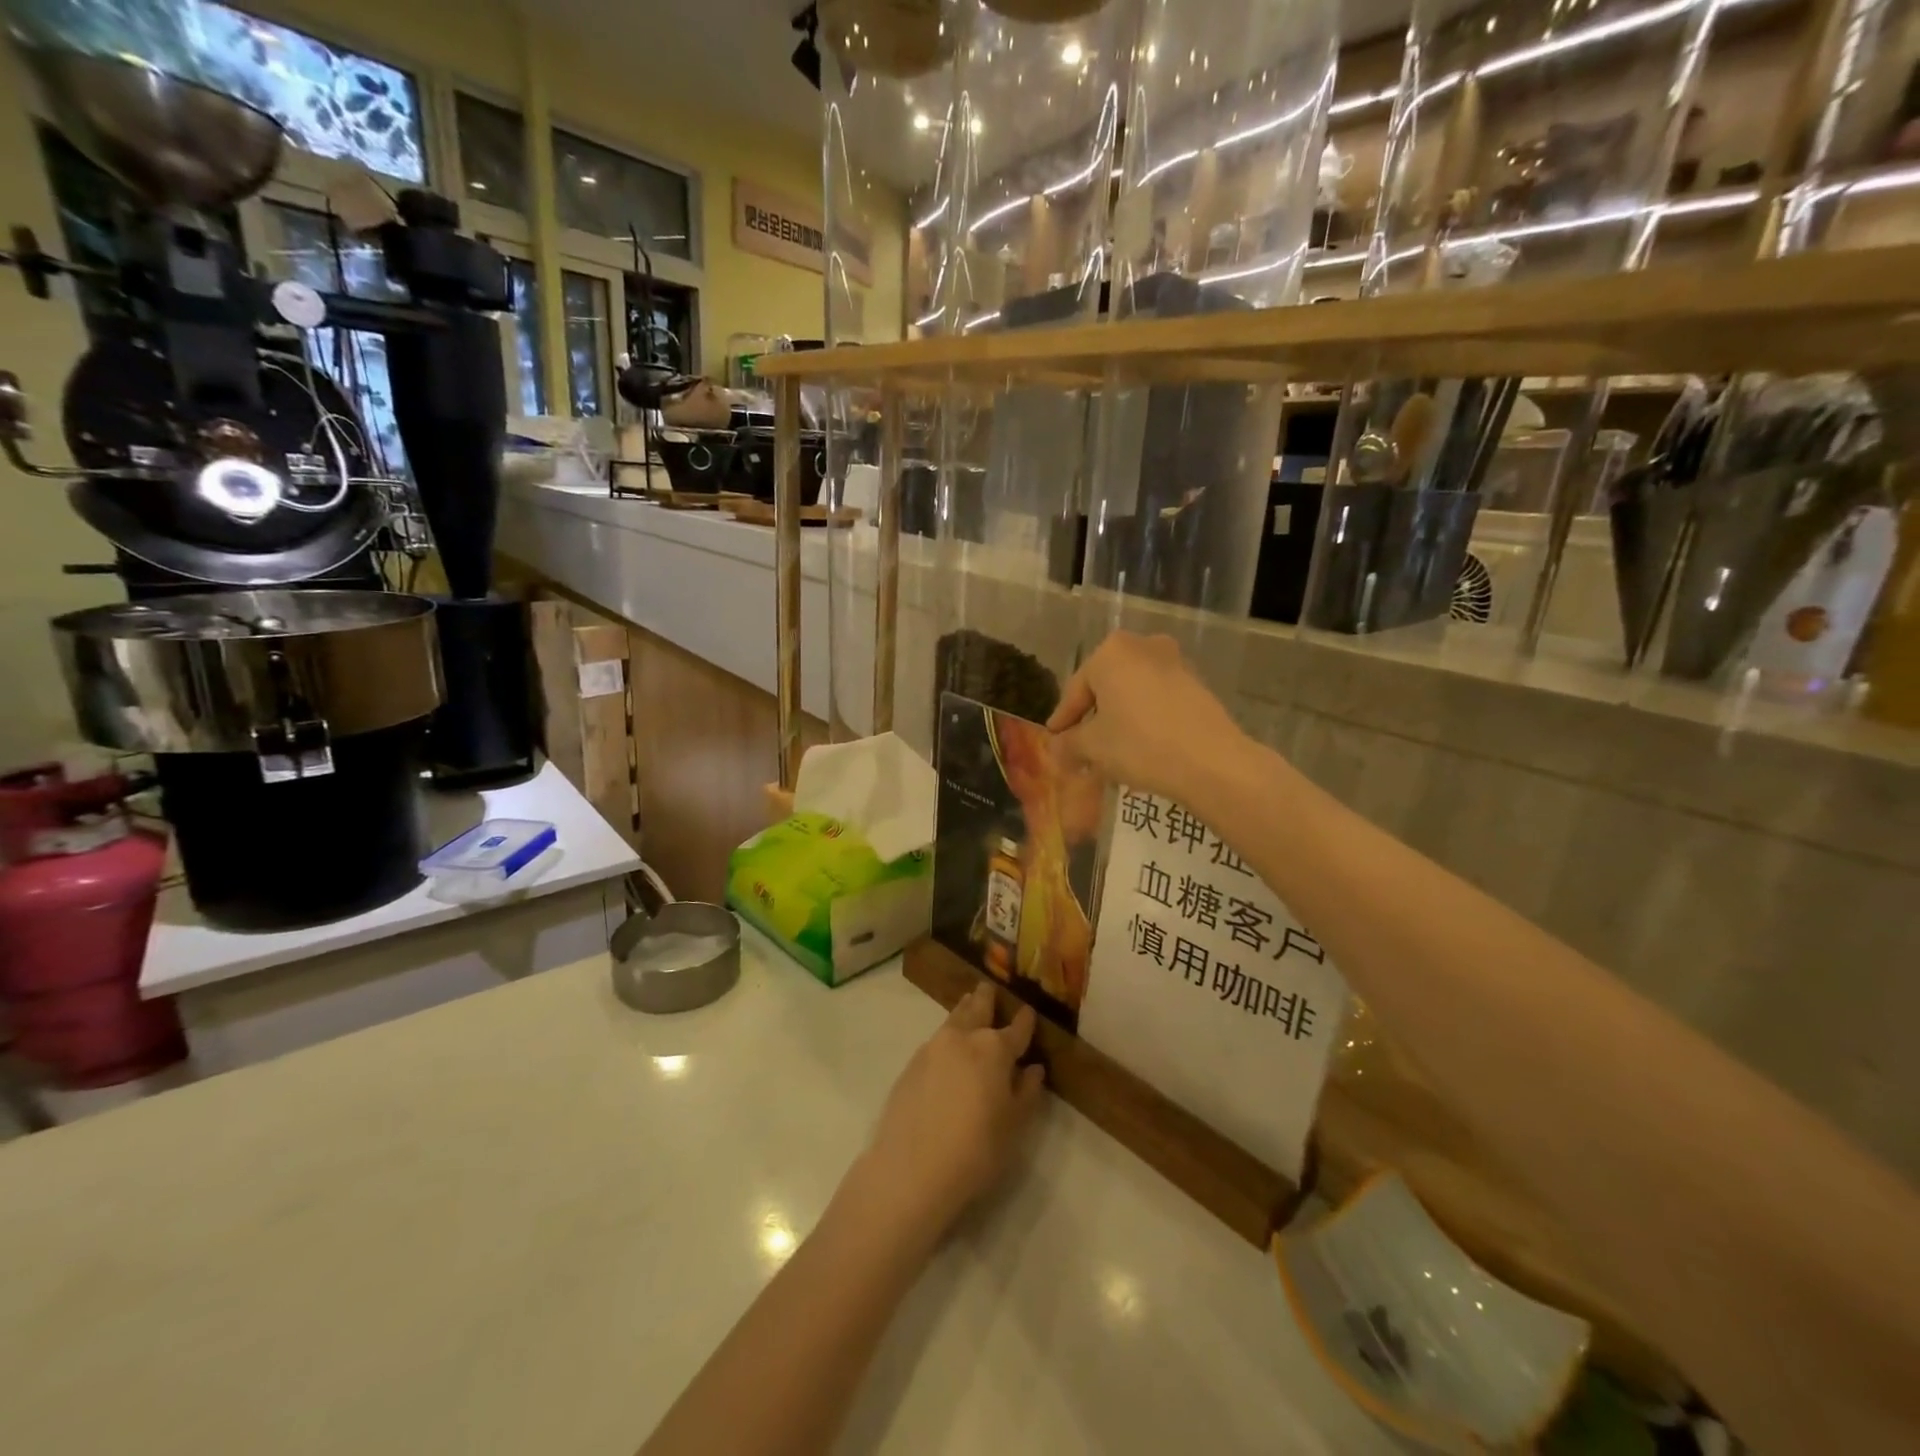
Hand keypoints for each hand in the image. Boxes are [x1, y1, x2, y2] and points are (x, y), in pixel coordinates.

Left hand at [857, 984, 1046, 1240]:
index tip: (1028, 1010)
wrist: (912, 1168)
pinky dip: (947, 1034)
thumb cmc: (975, 1149)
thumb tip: (1033, 1069)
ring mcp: (933, 1048)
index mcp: (994, 1049)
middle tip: (988, 987)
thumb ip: (1026, 1093)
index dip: (1025, 1020)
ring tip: (969, 1002)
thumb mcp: (1013, 1126)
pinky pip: (935, 1039)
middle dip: (986, 999)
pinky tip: (947, 1045)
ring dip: (964, 1009)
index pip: (1016, 1029)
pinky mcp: (911, 1064)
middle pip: (978, 1009)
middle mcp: (963, 1038)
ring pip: (953, 1019)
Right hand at [1047, 632, 1249, 805]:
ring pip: (1132, 694)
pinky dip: (1144, 719)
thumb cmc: (1140, 745)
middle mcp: (1142, 646)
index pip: (1075, 690)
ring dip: (1118, 720)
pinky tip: (1140, 748)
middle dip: (1092, 719)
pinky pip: (1157, 700)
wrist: (1212, 762)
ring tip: (1110, 753)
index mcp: (1110, 652)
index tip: (1054, 741)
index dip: (1062, 720)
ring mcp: (1174, 662)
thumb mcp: (1093, 747)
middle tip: (1081, 748)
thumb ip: (1068, 743)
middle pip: (1105, 687)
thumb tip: (1056, 748)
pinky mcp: (1196, 684)